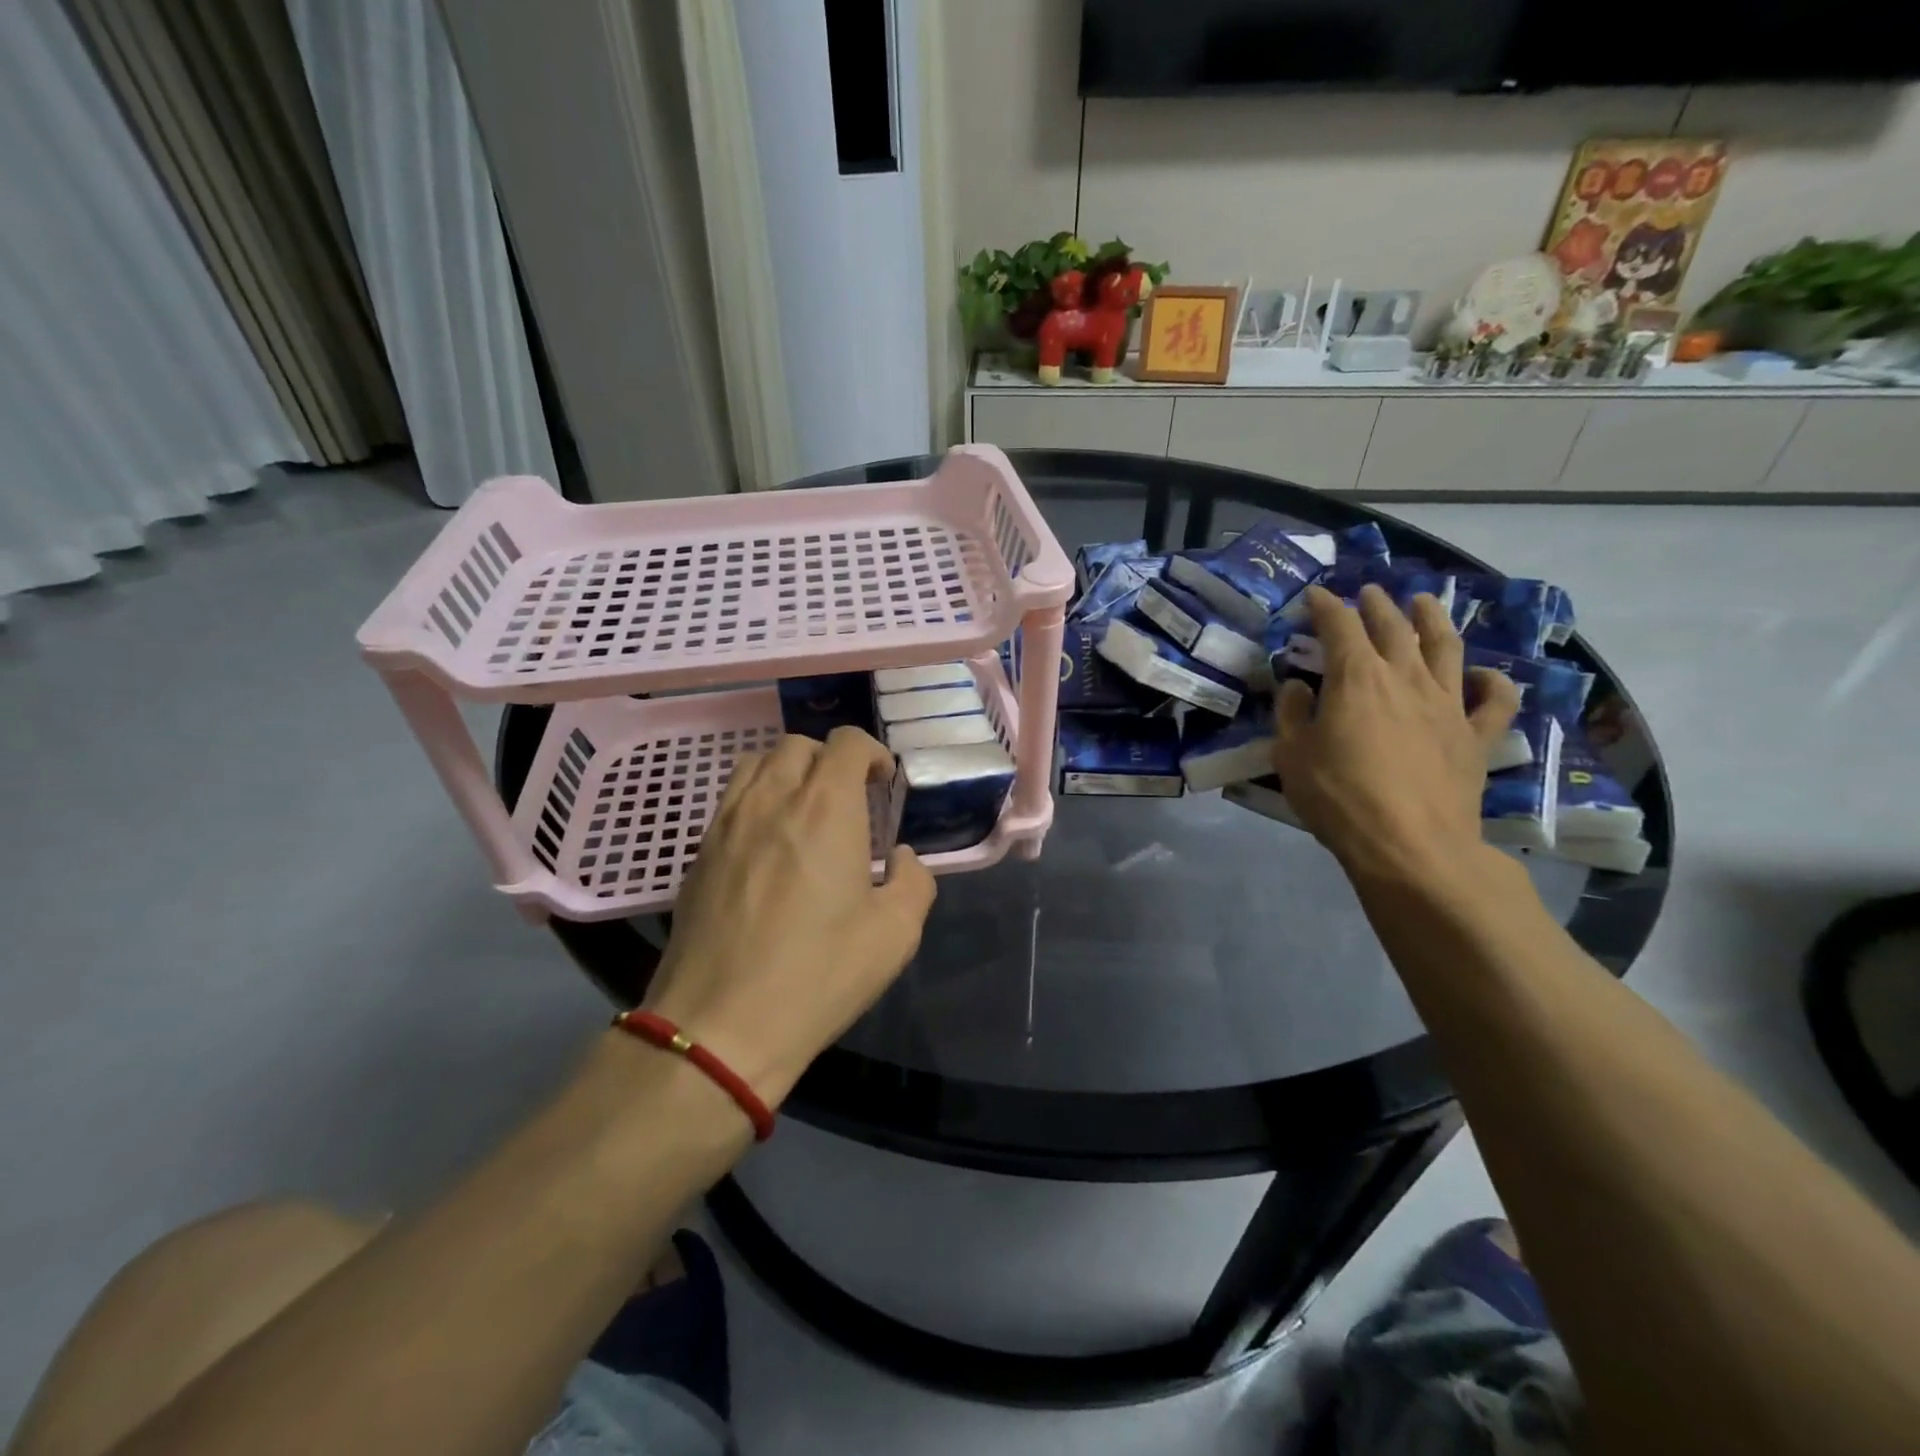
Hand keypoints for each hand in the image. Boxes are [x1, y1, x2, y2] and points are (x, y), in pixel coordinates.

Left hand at [642, 727, 935, 1106]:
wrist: (720, 1025)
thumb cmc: (818, 974)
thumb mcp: (895, 933)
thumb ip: (913, 881)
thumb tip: (901, 858)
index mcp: (826, 807)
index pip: (847, 742)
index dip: (872, 753)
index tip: (882, 786)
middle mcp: (773, 798)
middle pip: (800, 745)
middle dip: (831, 761)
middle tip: (848, 803)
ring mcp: (727, 822)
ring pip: (758, 763)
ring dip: (789, 773)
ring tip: (805, 814)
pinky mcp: (699, 851)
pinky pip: (731, 800)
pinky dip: (757, 800)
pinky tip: (768, 846)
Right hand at [1272, 584, 1519, 886]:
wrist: (1411, 845)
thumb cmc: (1339, 797)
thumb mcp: (1292, 756)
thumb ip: (1293, 715)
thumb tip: (1299, 687)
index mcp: (1356, 678)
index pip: (1339, 626)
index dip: (1325, 607)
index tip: (1315, 596)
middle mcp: (1405, 679)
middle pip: (1393, 628)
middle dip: (1377, 605)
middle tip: (1368, 592)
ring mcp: (1447, 705)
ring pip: (1445, 648)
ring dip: (1433, 620)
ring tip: (1425, 602)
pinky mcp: (1475, 736)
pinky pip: (1495, 701)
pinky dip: (1493, 683)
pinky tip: (1485, 675)